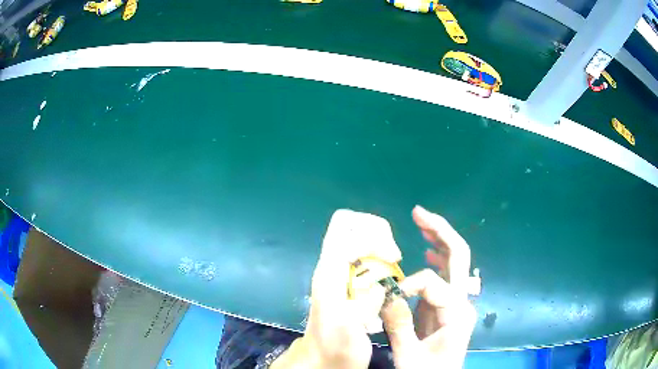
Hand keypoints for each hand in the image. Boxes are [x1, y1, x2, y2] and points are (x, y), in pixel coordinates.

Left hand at [273, 209, 401, 368]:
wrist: (322, 359)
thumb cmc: (335, 350)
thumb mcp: (350, 333)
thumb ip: (363, 307)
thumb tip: (378, 284)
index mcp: (329, 274)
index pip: (344, 228)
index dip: (372, 234)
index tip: (393, 257)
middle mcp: (331, 266)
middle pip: (351, 224)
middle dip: (378, 233)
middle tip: (394, 257)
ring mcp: (337, 272)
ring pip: (358, 236)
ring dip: (380, 244)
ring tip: (393, 266)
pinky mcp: (346, 281)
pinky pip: (363, 254)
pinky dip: (379, 256)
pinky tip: (387, 277)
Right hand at [380, 206, 478, 368]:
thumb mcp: (408, 356)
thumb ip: (399, 326)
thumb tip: (388, 294)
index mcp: (456, 314)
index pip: (433, 283)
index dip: (408, 285)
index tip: (389, 299)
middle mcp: (462, 303)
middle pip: (459, 256)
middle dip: (440, 231)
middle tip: (418, 213)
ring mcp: (457, 303)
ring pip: (455, 262)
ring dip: (439, 240)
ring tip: (422, 224)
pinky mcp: (448, 307)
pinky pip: (446, 276)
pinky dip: (438, 259)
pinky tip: (428, 251)